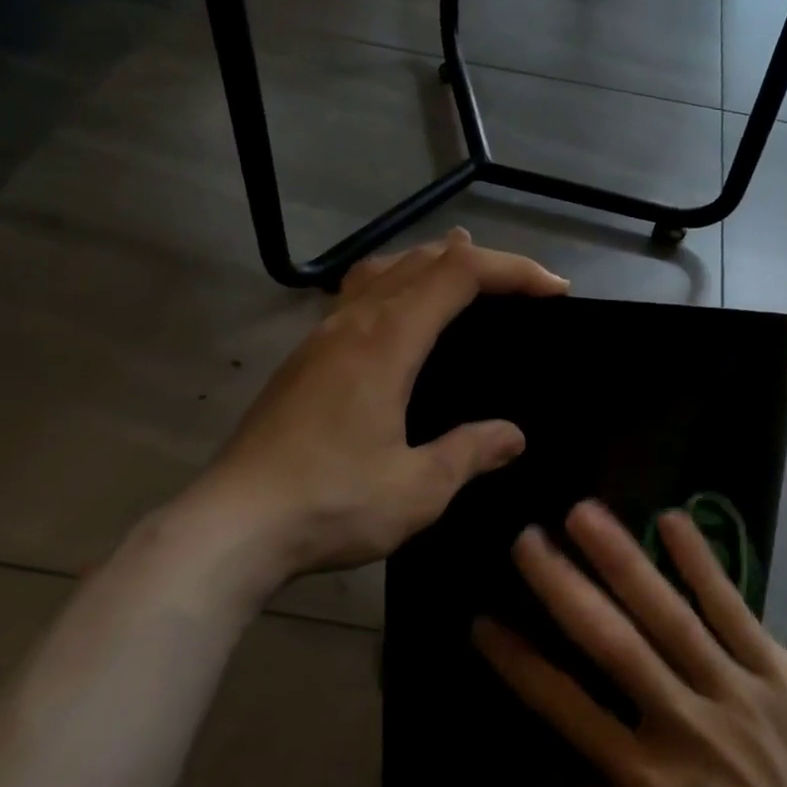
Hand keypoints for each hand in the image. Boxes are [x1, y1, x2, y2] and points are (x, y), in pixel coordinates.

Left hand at [179, 230, 568, 578]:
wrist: (232, 526)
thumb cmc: (331, 504)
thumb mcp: (418, 488)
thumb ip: (469, 453)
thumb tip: (513, 435)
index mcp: (386, 341)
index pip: (458, 274)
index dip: (512, 270)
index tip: (554, 291)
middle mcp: (352, 323)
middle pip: (421, 259)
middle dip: (480, 261)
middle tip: (522, 285)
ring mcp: (320, 338)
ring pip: (383, 270)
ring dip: (431, 263)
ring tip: (464, 276)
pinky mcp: (302, 361)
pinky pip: (358, 296)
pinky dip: (396, 286)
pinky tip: (400, 320)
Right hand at [474, 501, 786, 786]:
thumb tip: (541, 748)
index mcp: (644, 779)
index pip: (565, 709)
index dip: (519, 662)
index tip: (483, 619)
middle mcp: (680, 725)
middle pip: (612, 645)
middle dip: (564, 587)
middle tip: (526, 539)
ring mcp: (731, 689)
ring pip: (668, 614)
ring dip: (622, 559)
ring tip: (584, 513)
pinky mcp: (775, 669)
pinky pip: (731, 607)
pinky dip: (699, 562)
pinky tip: (671, 519)